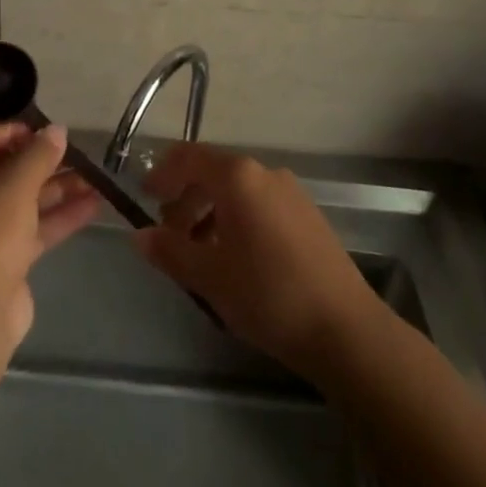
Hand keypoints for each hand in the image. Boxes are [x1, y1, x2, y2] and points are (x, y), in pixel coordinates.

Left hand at [0, 121, 100, 345]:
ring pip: (23, 198)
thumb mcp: (16, 184)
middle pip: (6, 168)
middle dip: (46, 162)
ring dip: (59, 188)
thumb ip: (40, 153)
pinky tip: (94, 205)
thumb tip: (57, 129)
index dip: (17, 130)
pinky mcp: (1, 257)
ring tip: (99, 178)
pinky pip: (32, 227)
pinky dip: (59, 216)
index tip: (50, 132)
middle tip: (82, 153)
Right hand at [134, 143, 382, 377]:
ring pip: (237, 190)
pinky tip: (236, 260)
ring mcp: (290, 192)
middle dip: (185, 199)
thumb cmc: (268, 295)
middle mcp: (264, 173)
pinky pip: (260, 204)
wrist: (345, 329)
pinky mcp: (307, 215)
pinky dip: (237, 220)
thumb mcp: (209, 277)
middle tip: (169, 236)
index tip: (144, 198)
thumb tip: (139, 235)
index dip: (161, 173)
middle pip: (212, 172)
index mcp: (237, 177)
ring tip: (200, 254)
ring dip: (210, 212)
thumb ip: (169, 251)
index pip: (187, 157)